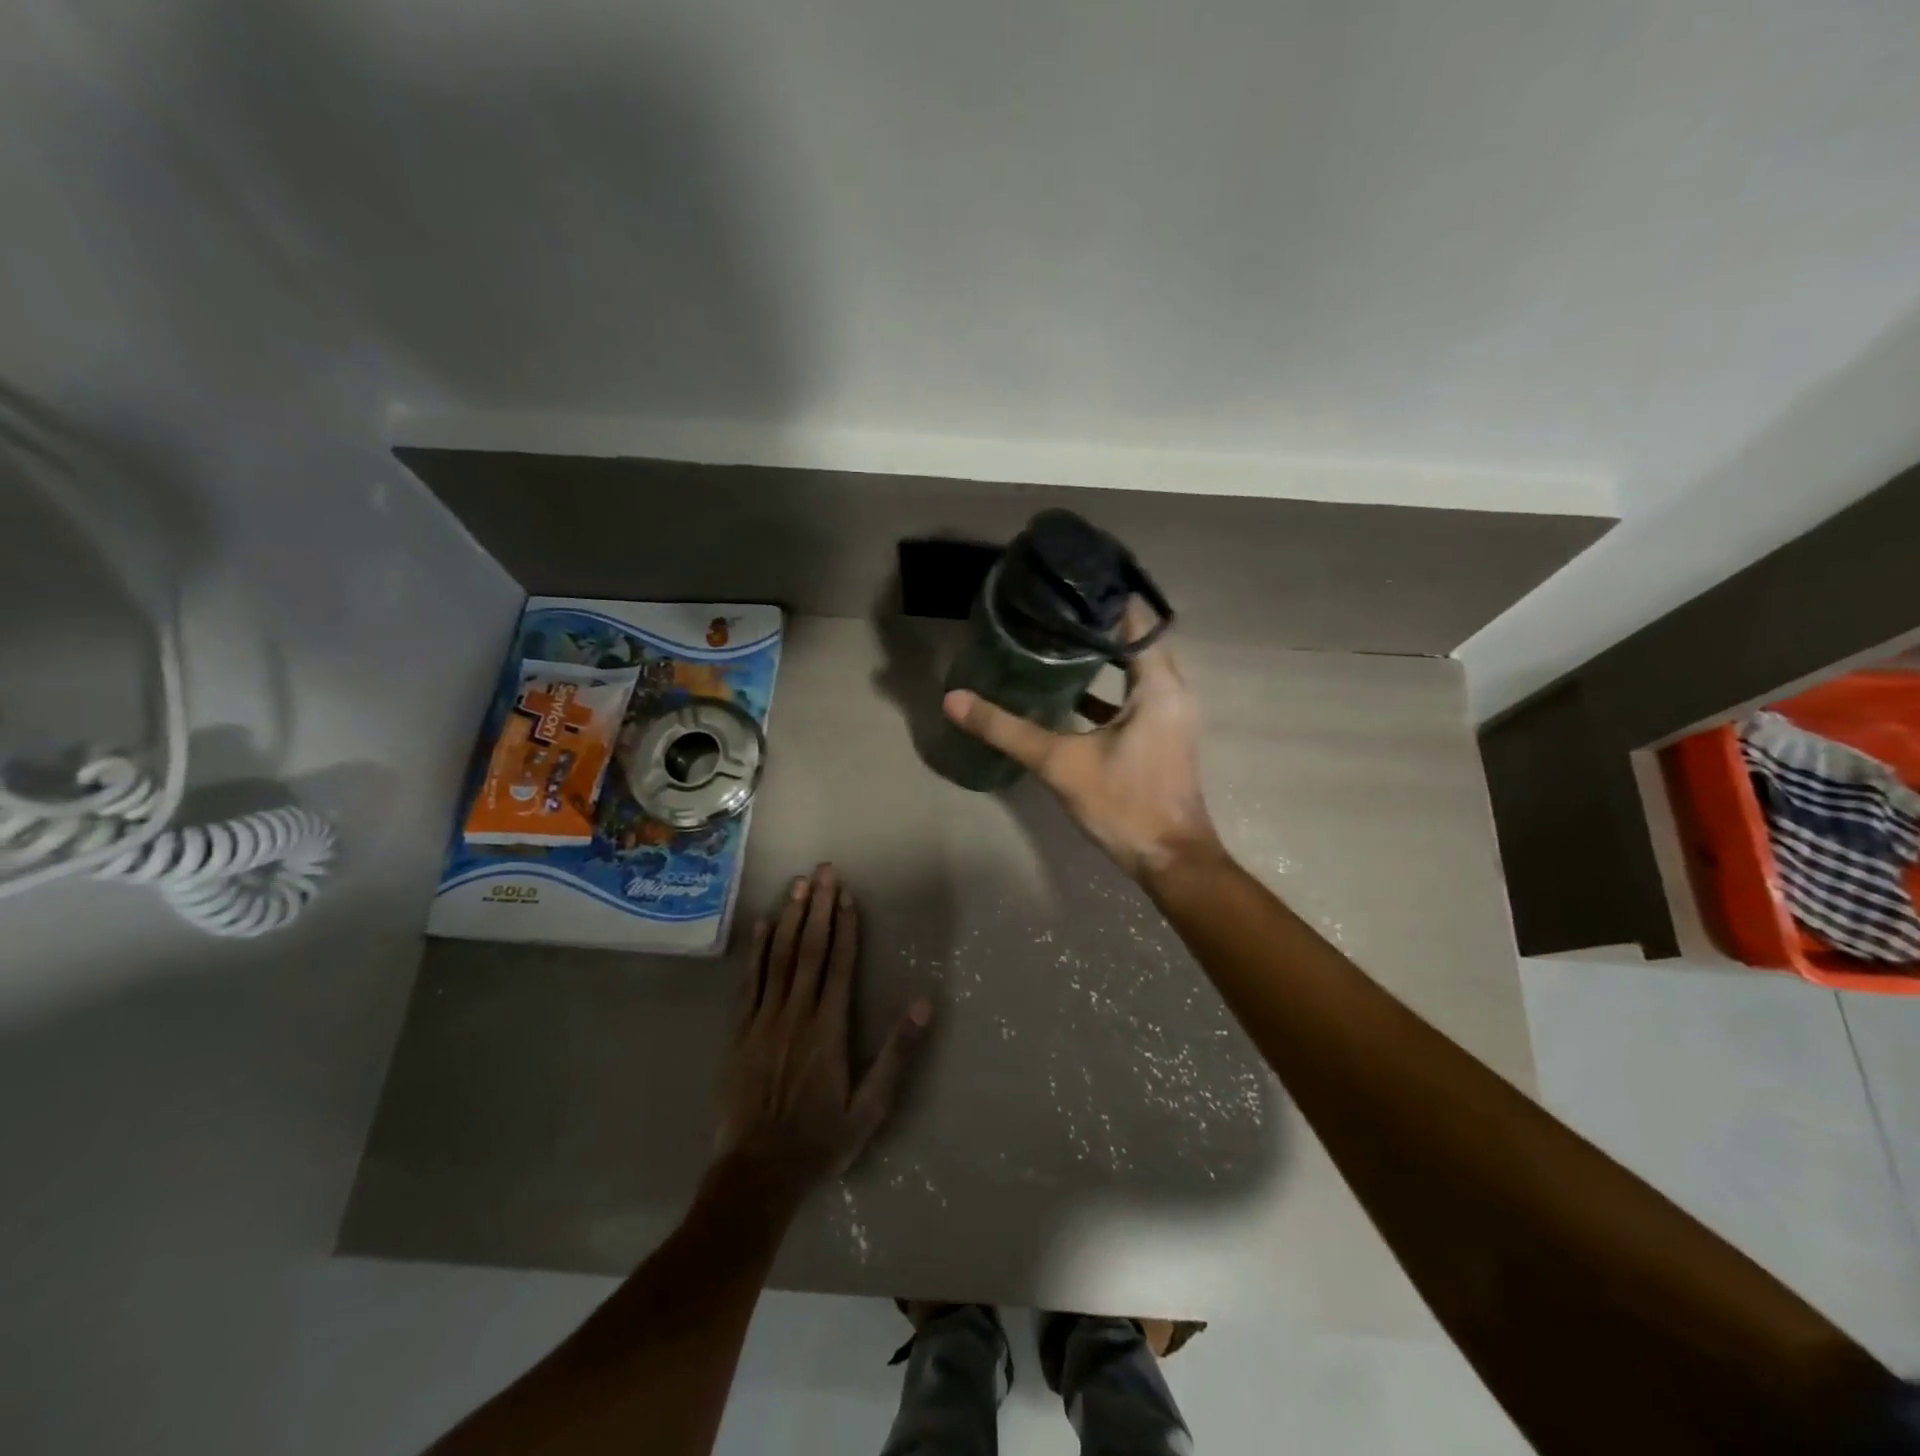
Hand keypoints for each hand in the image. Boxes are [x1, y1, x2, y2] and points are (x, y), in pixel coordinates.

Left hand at [714, 864, 931, 1198]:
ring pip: (780, 957)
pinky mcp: (739, 1032)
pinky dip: (757, 951)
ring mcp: (764, 1020)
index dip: (845, 926)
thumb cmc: (820, 1140)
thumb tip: (925, 1006)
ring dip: (791, 918)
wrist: (757, 1173)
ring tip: (798, 884)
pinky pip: (750, 982)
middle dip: (819, 907)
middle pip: (810, 949)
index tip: (847, 894)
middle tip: (824, 871)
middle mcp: (797, 1013)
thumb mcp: (871, 1107)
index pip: (840, 964)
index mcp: (829, 1028)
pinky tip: (763, 926)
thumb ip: (898, 1054)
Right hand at [942, 601, 1221, 881]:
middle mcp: (1172, 689)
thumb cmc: (1124, 804)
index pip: (1134, 618)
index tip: (1061, 585)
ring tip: (1054, 639)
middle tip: (1049, 609)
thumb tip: (954, 700)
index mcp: (1157, 684)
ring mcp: (1170, 712)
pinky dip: (1107, 686)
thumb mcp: (1060, 764)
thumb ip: (1007, 729)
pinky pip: (1135, 693)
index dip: (1099, 597)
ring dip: (1101, 653)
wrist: (1169, 859)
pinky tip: (1068, 691)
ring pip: (1136, 667)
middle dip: (1094, 622)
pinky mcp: (1162, 733)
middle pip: (1135, 638)